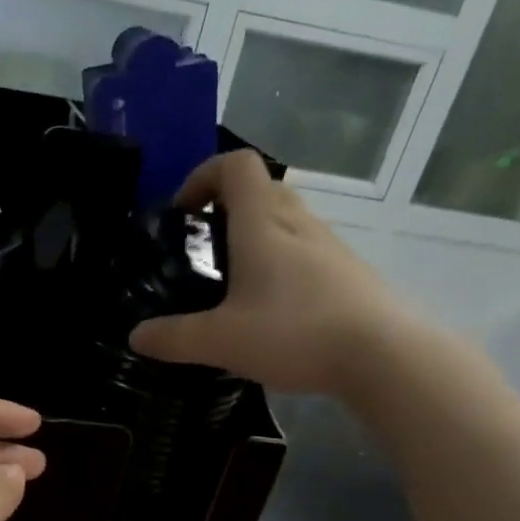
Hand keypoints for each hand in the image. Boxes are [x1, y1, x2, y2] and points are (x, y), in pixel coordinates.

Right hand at [129, 150, 417, 394]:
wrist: (383, 354)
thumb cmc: (295, 332)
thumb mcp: (221, 341)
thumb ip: (174, 338)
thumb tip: (136, 336)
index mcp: (263, 223)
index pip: (235, 166)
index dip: (203, 176)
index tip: (183, 213)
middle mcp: (298, 222)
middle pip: (262, 188)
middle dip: (226, 206)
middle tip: (204, 246)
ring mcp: (330, 245)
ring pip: (287, 219)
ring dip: (256, 234)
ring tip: (234, 281)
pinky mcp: (349, 272)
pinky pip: (306, 249)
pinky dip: (282, 261)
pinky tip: (273, 308)